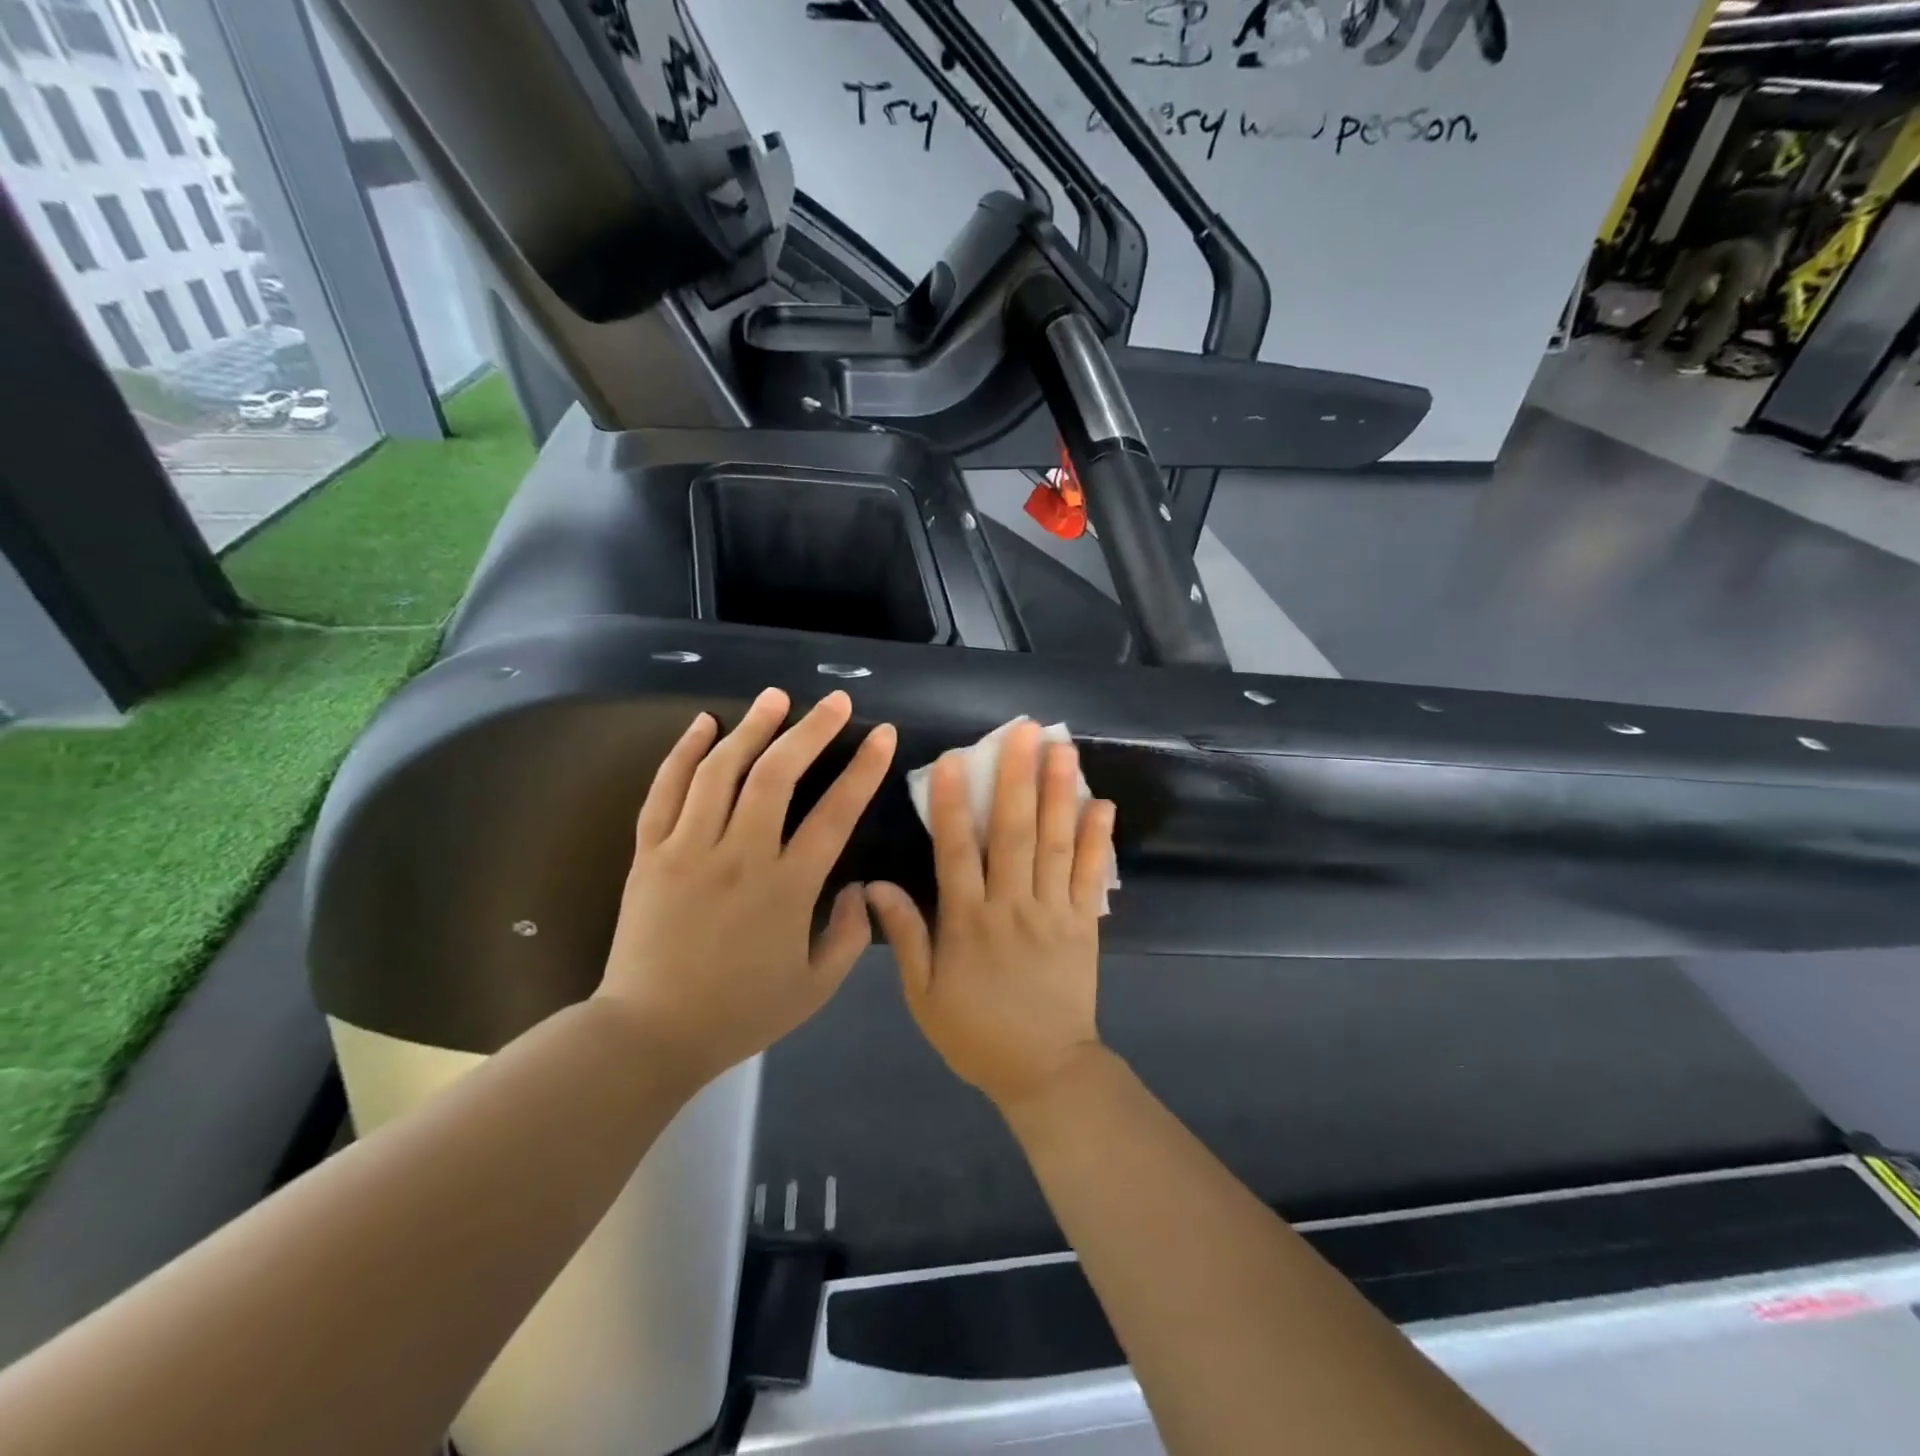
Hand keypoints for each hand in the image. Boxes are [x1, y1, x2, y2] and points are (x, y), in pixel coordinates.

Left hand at [597, 688, 895, 1084]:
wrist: (649, 1034)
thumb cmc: (739, 1012)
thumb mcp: (815, 989)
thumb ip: (850, 936)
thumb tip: (858, 889)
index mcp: (786, 888)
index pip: (835, 814)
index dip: (864, 769)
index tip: (883, 734)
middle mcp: (739, 856)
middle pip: (777, 775)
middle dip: (811, 730)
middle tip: (835, 701)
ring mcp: (688, 849)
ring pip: (721, 770)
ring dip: (752, 727)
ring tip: (776, 697)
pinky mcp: (649, 853)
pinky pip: (665, 790)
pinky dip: (684, 751)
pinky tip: (703, 723)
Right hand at [867, 720, 1115, 1109]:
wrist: (1044, 1070)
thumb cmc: (975, 1033)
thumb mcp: (924, 996)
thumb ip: (906, 937)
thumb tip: (875, 886)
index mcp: (967, 923)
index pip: (955, 852)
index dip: (951, 804)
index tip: (952, 760)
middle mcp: (1011, 907)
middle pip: (1012, 833)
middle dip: (1016, 778)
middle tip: (1024, 731)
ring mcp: (1053, 912)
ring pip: (1055, 843)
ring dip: (1058, 793)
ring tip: (1062, 749)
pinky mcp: (1084, 923)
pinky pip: (1091, 875)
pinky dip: (1098, 839)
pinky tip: (1102, 804)